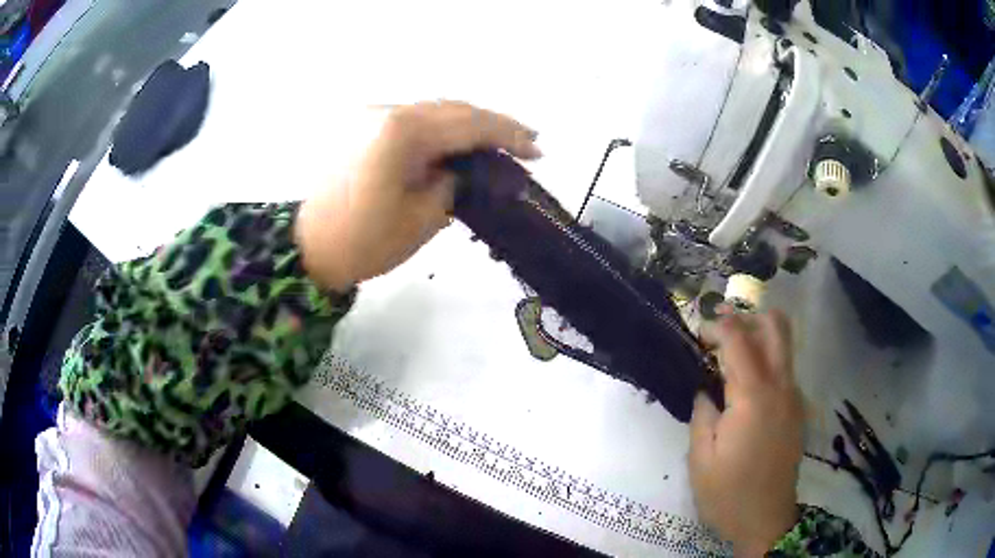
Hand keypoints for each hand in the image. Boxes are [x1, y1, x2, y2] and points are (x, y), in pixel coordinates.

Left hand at [296, 101, 541, 290]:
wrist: (306, 249)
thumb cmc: (363, 242)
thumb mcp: (422, 218)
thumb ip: (452, 183)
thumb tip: (461, 170)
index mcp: (403, 131)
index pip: (469, 124)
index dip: (508, 135)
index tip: (537, 152)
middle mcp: (387, 111)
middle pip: (452, 109)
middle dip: (491, 125)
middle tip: (525, 142)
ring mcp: (371, 116)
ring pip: (432, 111)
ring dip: (466, 125)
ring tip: (497, 142)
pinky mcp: (362, 128)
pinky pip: (411, 121)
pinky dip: (439, 130)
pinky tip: (455, 144)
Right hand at [689, 310, 803, 555]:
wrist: (765, 521)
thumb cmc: (727, 494)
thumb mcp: (700, 458)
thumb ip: (702, 413)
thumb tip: (705, 389)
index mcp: (754, 397)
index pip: (739, 339)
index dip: (717, 326)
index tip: (698, 334)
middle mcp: (781, 387)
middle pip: (776, 327)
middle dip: (748, 317)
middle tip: (722, 333)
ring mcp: (794, 397)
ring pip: (784, 346)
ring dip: (758, 338)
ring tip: (729, 358)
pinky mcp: (798, 410)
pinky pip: (784, 371)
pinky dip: (766, 363)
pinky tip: (744, 389)